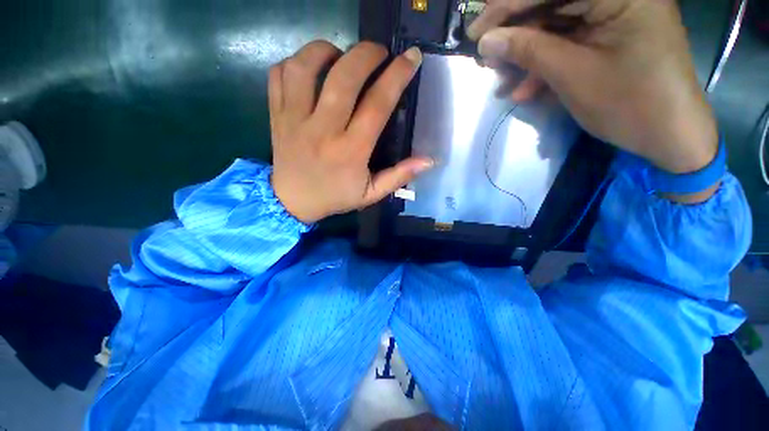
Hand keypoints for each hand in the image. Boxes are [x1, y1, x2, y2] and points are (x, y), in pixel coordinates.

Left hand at [269, 41, 432, 223]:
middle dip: (366, 54)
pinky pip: (280, 75)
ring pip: (305, 68)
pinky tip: (310, 68)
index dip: (397, 77)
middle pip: (343, 78)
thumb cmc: (335, 197)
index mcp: (351, 151)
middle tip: (378, 52)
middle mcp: (323, 131)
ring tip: (340, 54)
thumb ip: (399, 176)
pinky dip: (295, 61)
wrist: (293, 201)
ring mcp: (295, 120)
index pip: (377, 105)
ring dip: (326, 50)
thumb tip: (429, 161)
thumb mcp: (371, 194)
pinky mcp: (277, 115)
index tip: (410, 58)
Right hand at [468, 0, 718, 183]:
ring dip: (525, 55)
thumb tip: (487, 41)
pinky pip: (568, 44)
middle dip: (515, 34)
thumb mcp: (572, 75)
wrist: (669, 136)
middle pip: (552, 5)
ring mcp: (614, 16)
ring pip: (556, 26)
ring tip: (501, 79)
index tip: (475, 29)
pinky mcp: (609, 37)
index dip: (508, 7)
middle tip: (486, 57)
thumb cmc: (630, 103)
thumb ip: (528, 51)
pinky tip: (524, 89)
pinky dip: (544, 65)